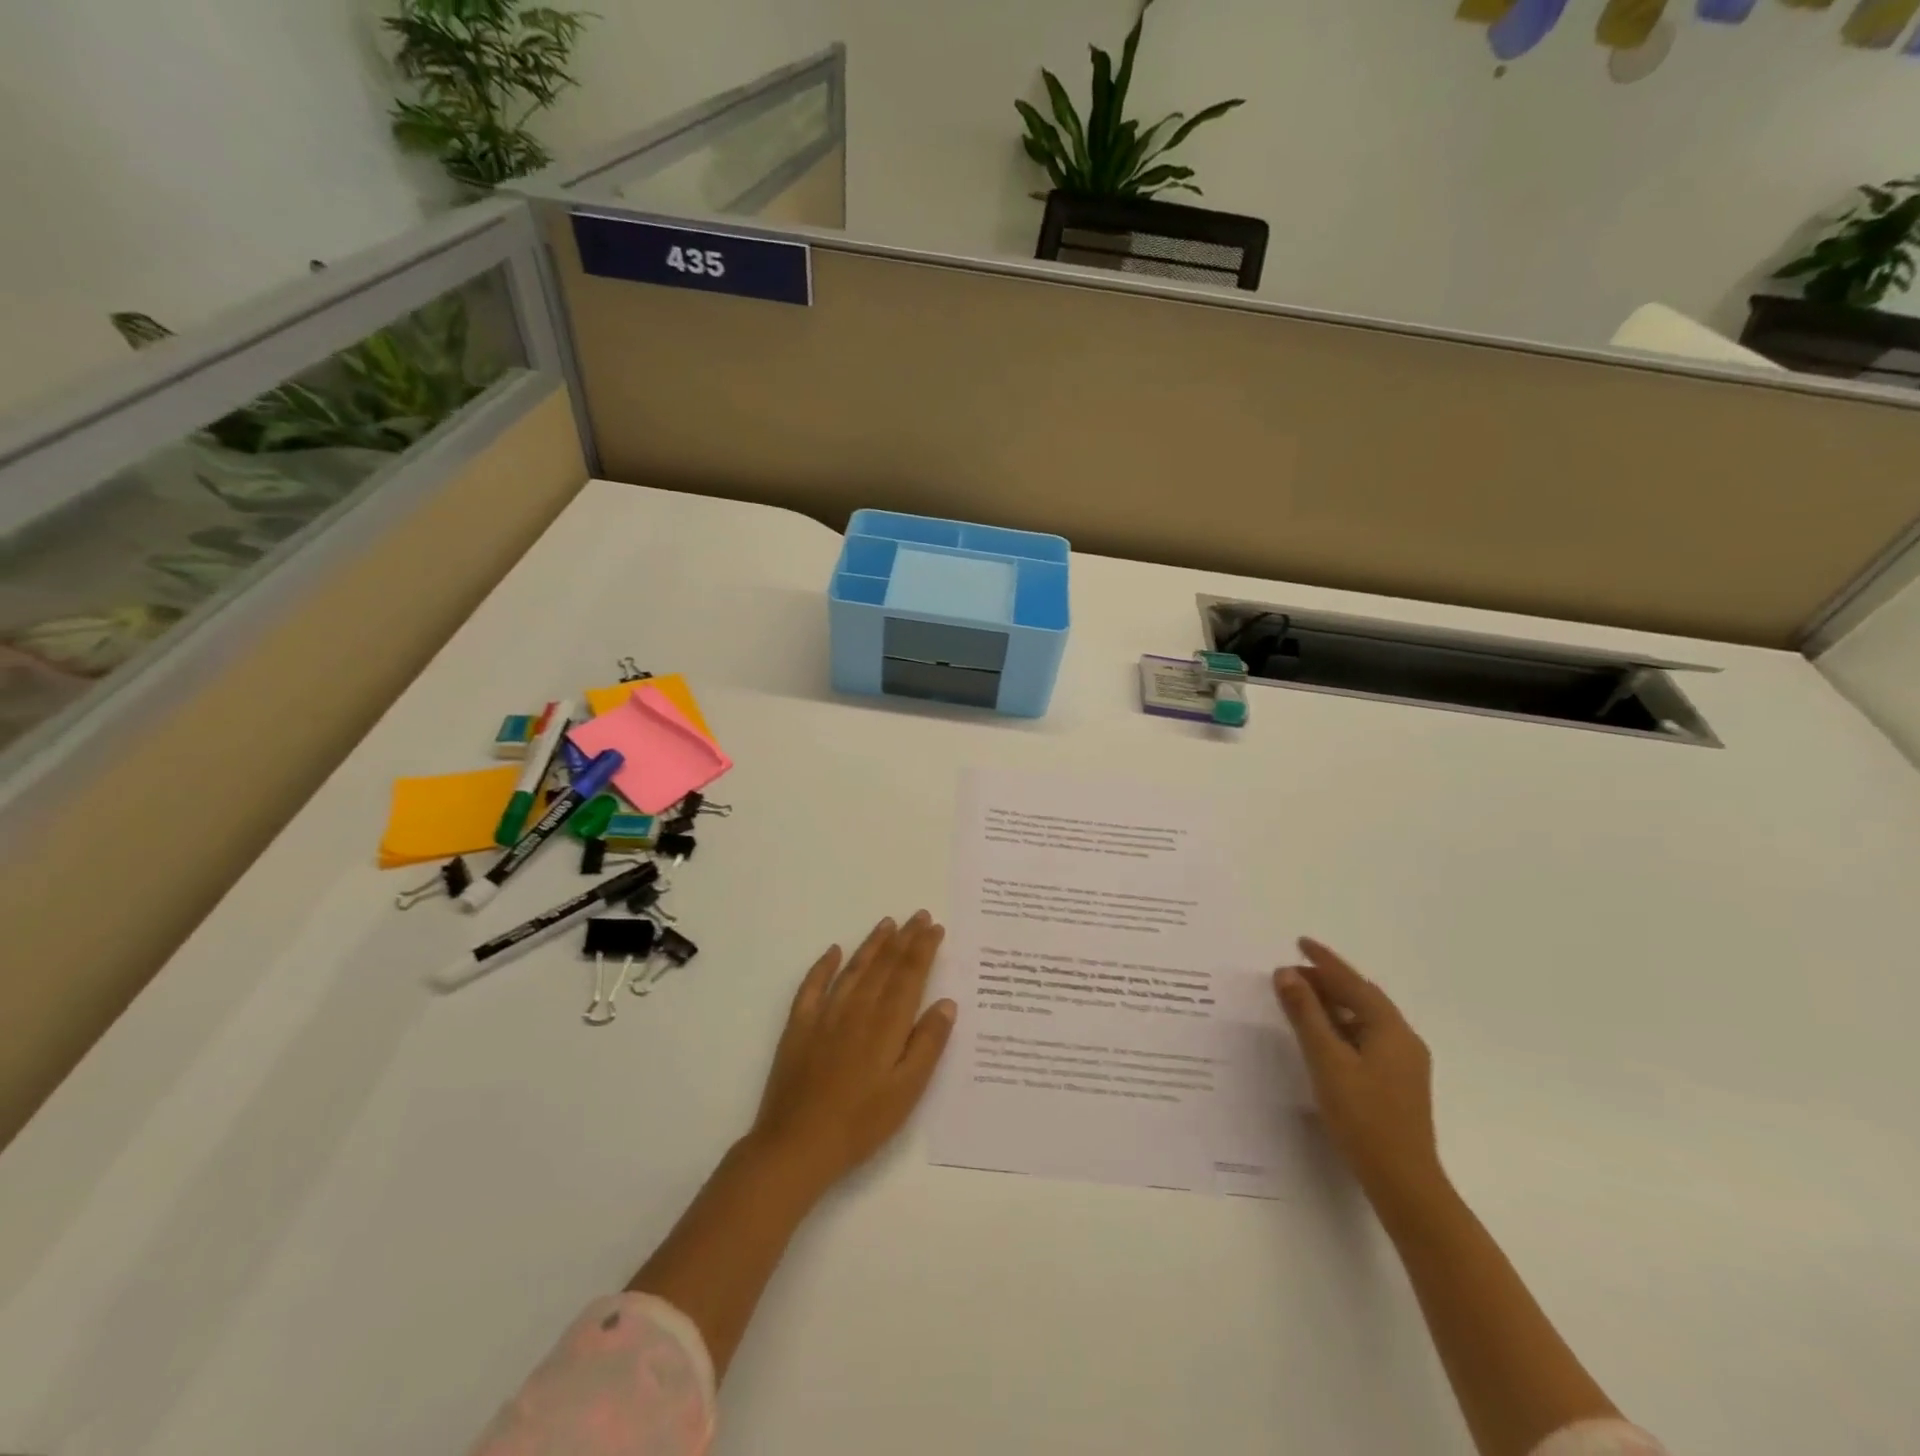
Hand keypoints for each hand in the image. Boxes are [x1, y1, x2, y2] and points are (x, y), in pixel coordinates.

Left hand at [749, 911, 956, 1194]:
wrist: (796, 1146)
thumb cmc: (861, 1123)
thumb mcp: (907, 1090)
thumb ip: (928, 1044)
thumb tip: (946, 1002)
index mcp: (887, 1024)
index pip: (909, 975)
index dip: (923, 948)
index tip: (934, 927)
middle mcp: (857, 1009)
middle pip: (884, 965)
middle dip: (904, 938)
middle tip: (918, 915)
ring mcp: (825, 1015)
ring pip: (853, 969)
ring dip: (872, 944)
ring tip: (887, 924)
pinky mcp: (799, 1027)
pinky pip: (812, 987)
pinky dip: (824, 966)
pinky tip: (834, 951)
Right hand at [1273, 938, 1443, 1207]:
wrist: (1403, 1182)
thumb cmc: (1363, 1117)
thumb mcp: (1327, 1060)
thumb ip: (1306, 1014)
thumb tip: (1287, 974)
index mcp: (1390, 1029)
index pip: (1353, 982)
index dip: (1324, 961)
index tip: (1300, 942)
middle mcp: (1402, 1040)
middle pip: (1361, 998)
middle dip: (1327, 981)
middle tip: (1291, 973)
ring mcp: (1402, 1064)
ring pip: (1363, 1020)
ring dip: (1332, 1004)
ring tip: (1300, 998)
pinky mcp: (1395, 1083)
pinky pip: (1365, 1038)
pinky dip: (1340, 1026)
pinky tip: (1321, 1035)